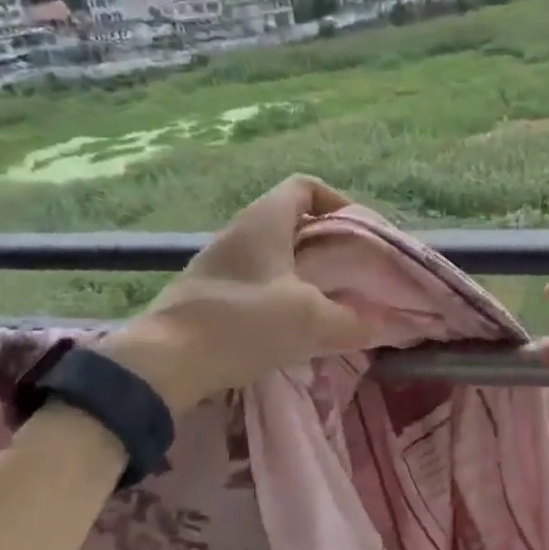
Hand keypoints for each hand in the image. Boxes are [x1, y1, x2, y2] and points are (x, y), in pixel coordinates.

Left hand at [95, 176, 372, 411]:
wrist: (164, 362)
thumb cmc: (242, 323)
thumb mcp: (310, 321)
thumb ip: (353, 321)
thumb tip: (384, 324)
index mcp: (265, 221)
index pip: (305, 186)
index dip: (337, 201)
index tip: (359, 233)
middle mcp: (240, 232)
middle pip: (292, 221)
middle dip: (327, 243)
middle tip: (352, 272)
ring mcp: (220, 263)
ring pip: (274, 253)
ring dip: (304, 271)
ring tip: (328, 301)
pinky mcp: (209, 293)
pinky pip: (256, 279)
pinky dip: (281, 292)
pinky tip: (292, 324)